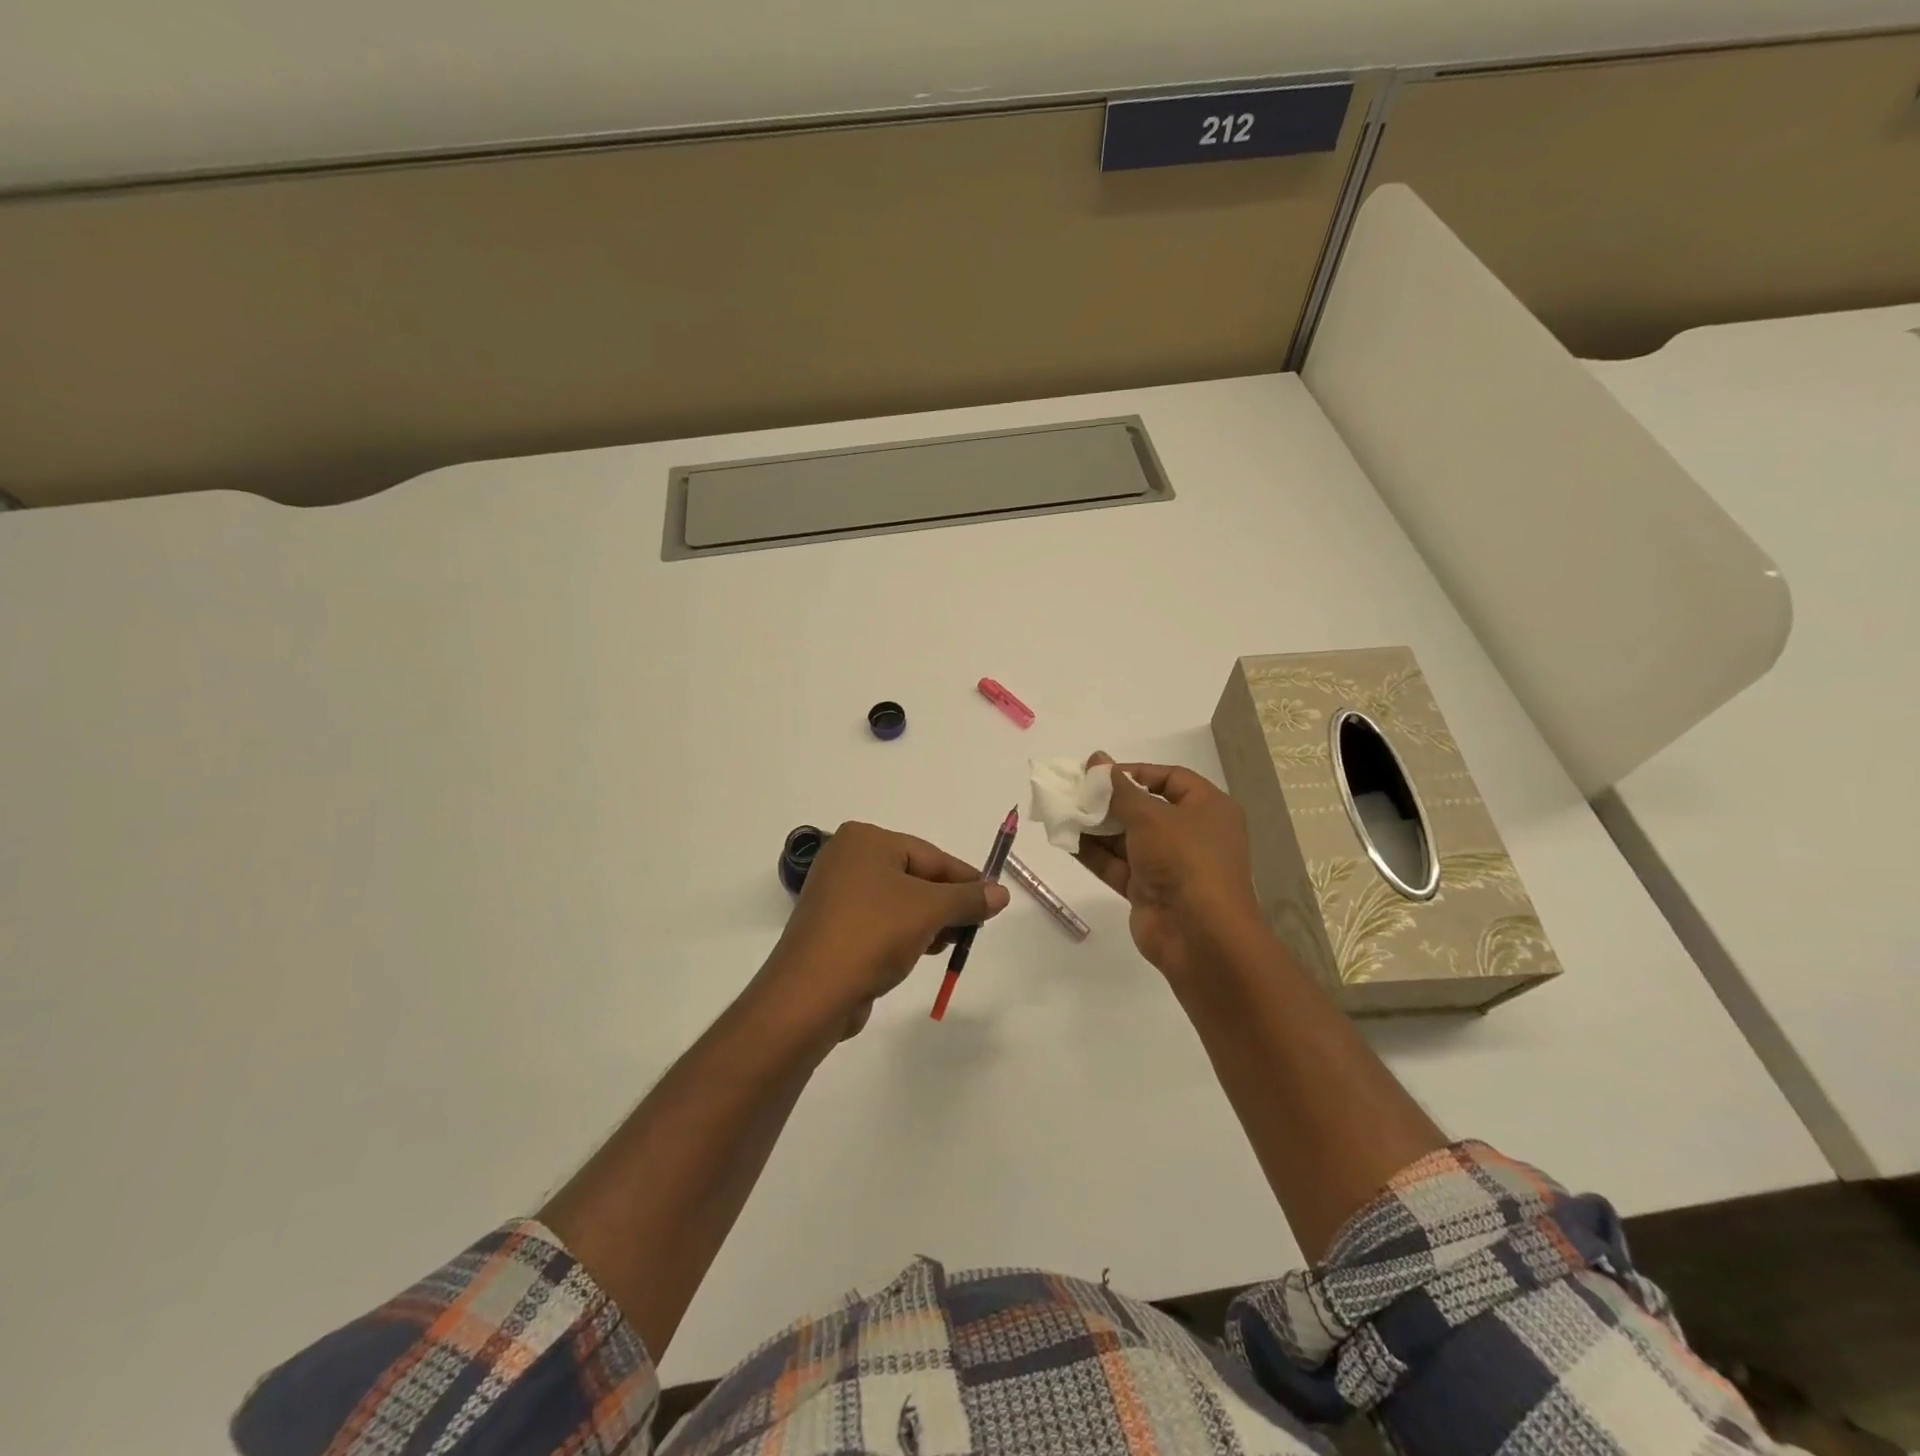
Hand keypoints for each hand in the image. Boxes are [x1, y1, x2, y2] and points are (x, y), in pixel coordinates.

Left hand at [765, 822, 1009, 1036]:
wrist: (812, 994)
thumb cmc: (873, 935)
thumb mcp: (929, 911)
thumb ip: (968, 899)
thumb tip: (1001, 893)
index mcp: (865, 840)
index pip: (930, 856)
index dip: (966, 879)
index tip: (994, 900)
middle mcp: (847, 859)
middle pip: (915, 877)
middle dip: (947, 903)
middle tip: (974, 927)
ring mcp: (836, 894)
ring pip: (899, 902)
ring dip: (928, 921)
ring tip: (951, 944)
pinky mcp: (833, 927)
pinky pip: (880, 922)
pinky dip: (904, 933)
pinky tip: (922, 952)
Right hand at [1074, 754, 1265, 980]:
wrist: (1199, 935)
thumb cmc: (1184, 860)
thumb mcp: (1150, 816)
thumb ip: (1117, 789)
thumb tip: (1096, 758)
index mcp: (1208, 809)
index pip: (1170, 778)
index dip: (1135, 772)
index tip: (1100, 773)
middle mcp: (1192, 834)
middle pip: (1145, 809)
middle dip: (1108, 801)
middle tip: (1073, 792)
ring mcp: (1170, 865)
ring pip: (1127, 838)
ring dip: (1096, 827)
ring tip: (1062, 813)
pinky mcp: (1148, 891)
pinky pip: (1118, 865)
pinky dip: (1094, 853)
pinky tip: (1066, 840)